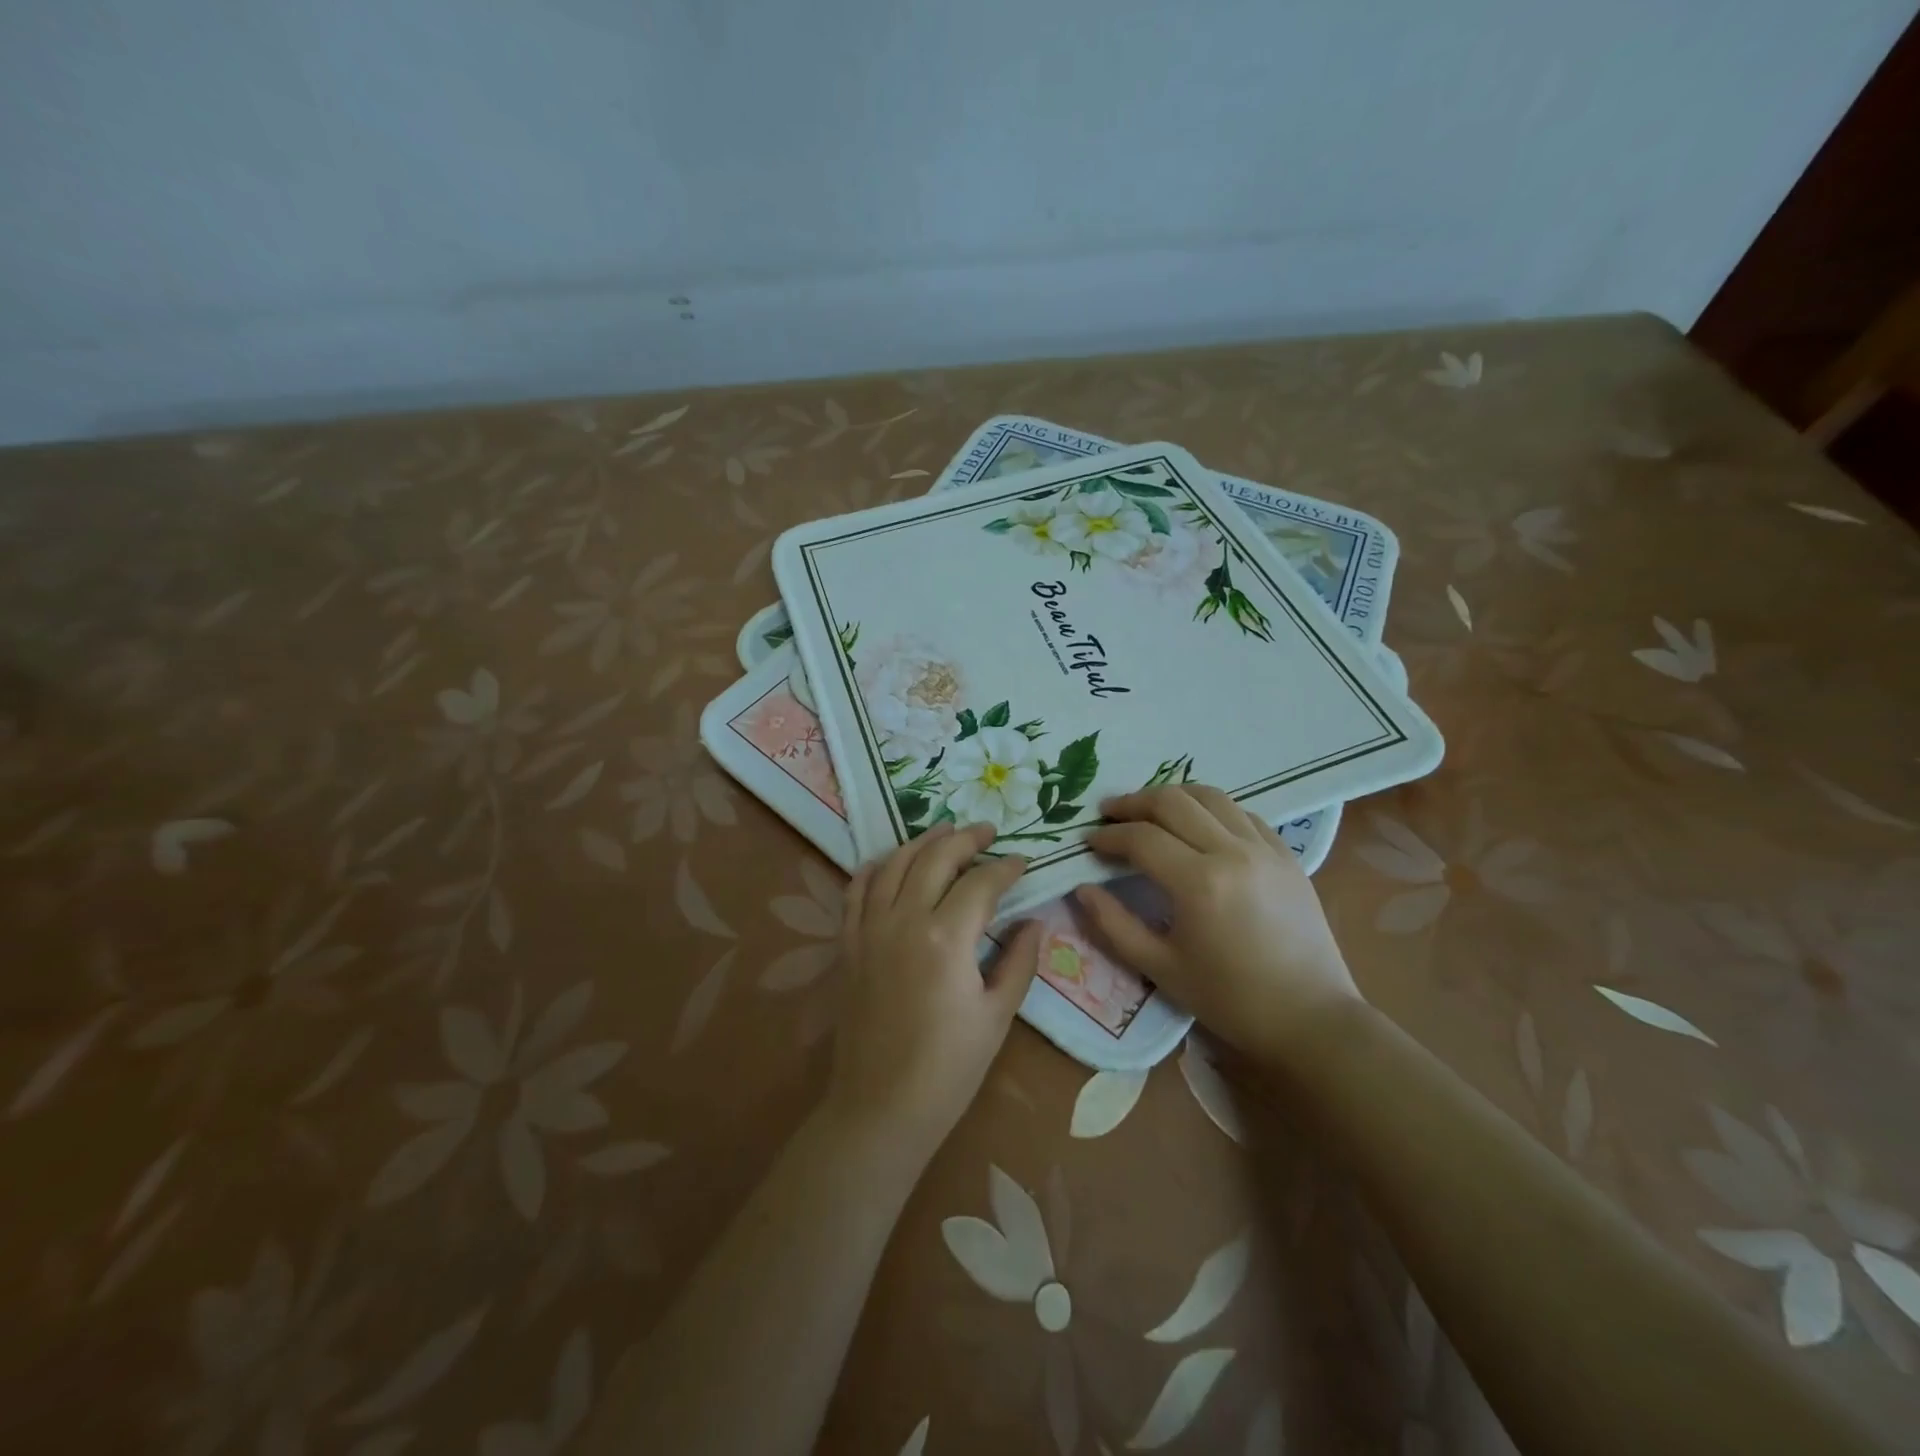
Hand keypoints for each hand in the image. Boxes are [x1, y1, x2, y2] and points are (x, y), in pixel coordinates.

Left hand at [828, 822, 1042, 1158]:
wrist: (881, 1107)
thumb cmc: (949, 1068)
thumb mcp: (997, 1015)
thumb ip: (1019, 962)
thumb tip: (1033, 922)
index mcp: (946, 937)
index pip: (981, 883)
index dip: (1006, 868)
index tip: (1024, 862)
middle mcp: (904, 919)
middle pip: (936, 858)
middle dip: (965, 839)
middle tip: (987, 832)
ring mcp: (870, 929)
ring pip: (894, 864)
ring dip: (922, 842)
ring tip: (944, 832)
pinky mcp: (848, 945)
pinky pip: (856, 891)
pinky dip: (874, 868)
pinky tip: (889, 862)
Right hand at [1076, 784, 1361, 1061]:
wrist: (1311, 1019)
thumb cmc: (1231, 1000)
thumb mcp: (1161, 969)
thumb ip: (1114, 925)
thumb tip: (1081, 890)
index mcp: (1198, 883)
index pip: (1141, 838)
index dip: (1109, 836)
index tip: (1088, 841)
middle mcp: (1232, 852)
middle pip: (1173, 802)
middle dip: (1133, 802)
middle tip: (1109, 813)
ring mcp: (1264, 849)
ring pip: (1210, 797)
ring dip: (1173, 797)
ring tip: (1150, 810)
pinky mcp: (1286, 855)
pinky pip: (1243, 813)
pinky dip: (1212, 809)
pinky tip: (1199, 824)